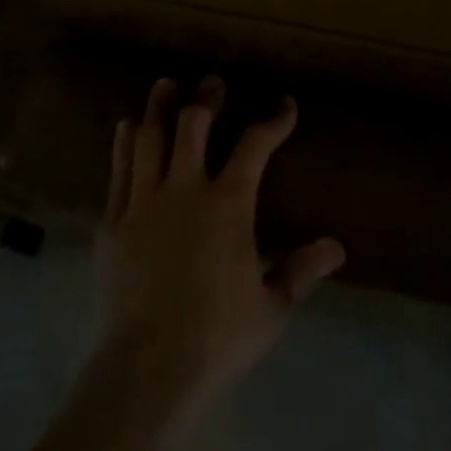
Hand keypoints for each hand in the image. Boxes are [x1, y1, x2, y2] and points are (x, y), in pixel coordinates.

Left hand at [94, 76, 345, 413]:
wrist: (148, 367)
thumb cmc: (218, 335)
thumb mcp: (271, 307)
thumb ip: (301, 270)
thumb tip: (337, 248)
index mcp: (228, 203)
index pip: (255, 145)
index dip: (273, 120)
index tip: (285, 106)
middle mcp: (185, 188)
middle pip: (194, 124)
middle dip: (206, 99)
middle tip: (213, 84)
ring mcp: (144, 201)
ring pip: (150, 137)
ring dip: (159, 107)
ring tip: (166, 85)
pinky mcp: (113, 221)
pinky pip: (119, 169)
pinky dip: (125, 143)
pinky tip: (126, 128)